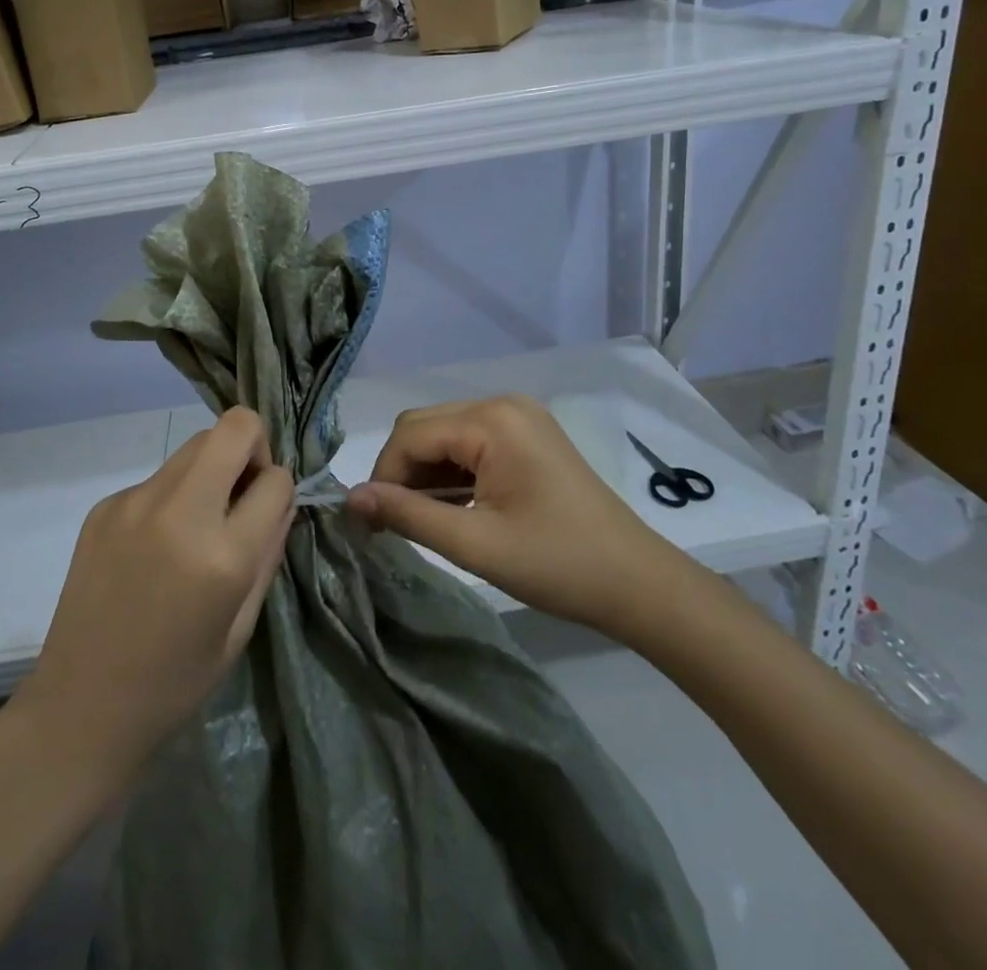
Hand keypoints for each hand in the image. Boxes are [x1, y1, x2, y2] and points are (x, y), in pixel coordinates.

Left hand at [17, 408, 292, 779]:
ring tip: (200, 522)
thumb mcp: (241, 626)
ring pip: (194, 445)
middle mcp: (178, 512)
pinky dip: (173, 495)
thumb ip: (268, 551)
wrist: (81, 707)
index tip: (268, 512)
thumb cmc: (175, 681)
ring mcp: (134, 502)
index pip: (276, 479)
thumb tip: (281, 498)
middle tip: (242, 494)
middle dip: (252, 448)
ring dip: (212, 468)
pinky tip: (156, 547)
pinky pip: (159, 477)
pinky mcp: (105, 505)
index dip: (280, 490)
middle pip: (233, 428)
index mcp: (221, 556)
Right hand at [347, 395, 688, 633]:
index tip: (371, 524)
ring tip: (425, 521)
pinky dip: (452, 473)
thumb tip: (350, 498)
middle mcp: (502, 403)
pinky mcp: (527, 435)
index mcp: (491, 420)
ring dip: (426, 474)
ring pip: (445, 434)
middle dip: (402, 472)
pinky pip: (470, 443)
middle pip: (425, 426)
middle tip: (395, 524)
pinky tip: (455, 507)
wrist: (637, 582)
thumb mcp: (475, 544)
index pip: (411, 434)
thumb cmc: (558, 564)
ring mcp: (518, 416)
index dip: (383, 475)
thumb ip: (408, 515)